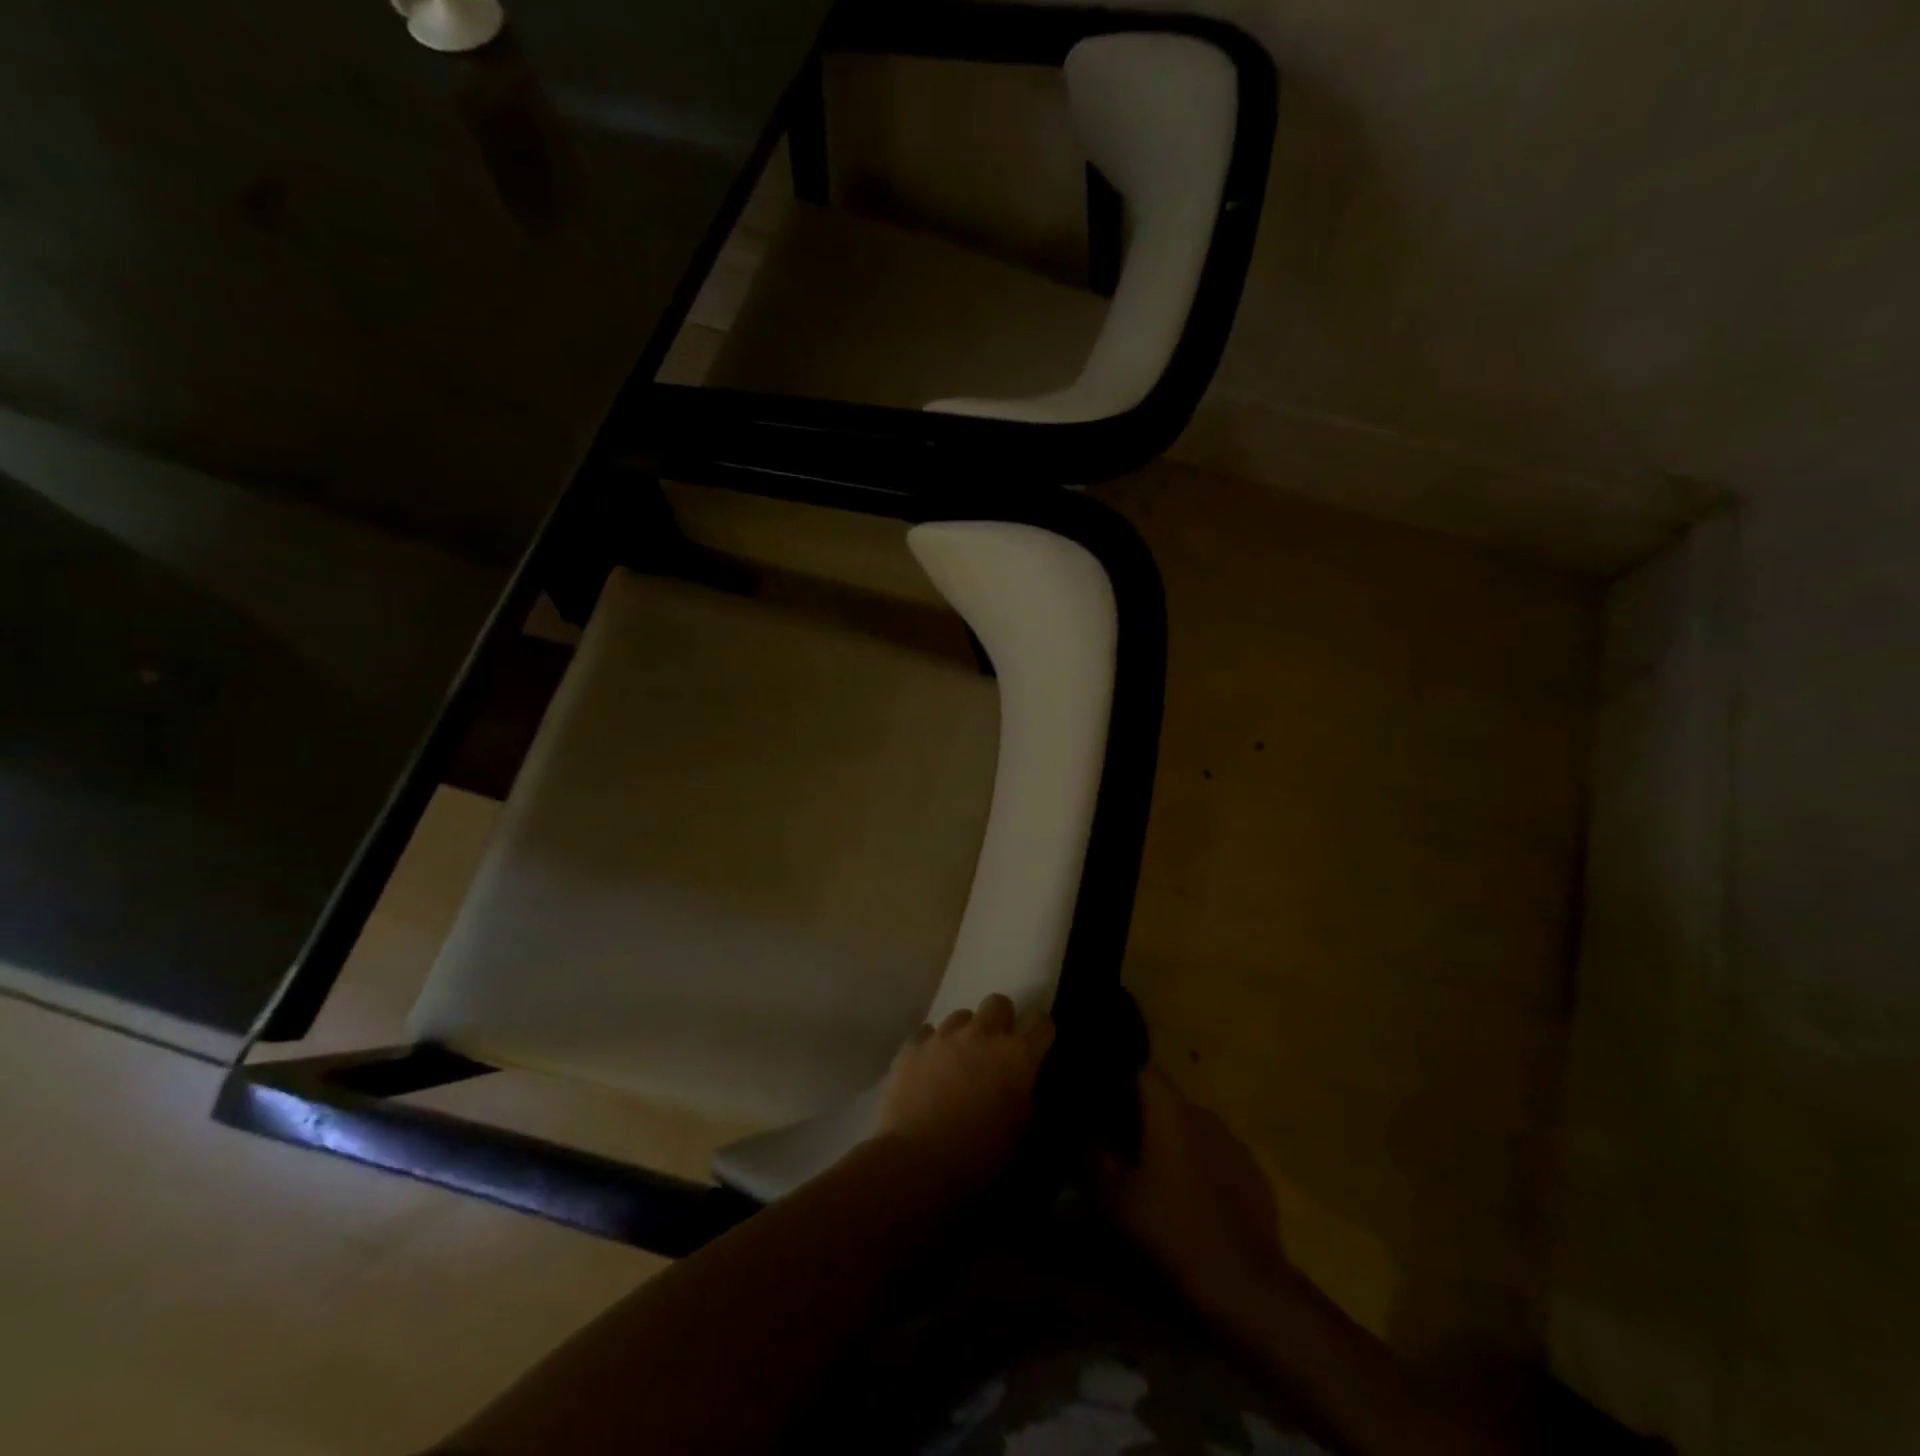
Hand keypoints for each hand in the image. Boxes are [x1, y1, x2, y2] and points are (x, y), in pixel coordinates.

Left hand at [875, 993, 1054, 1188]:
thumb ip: (1029, 1101)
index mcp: (1016, 1055)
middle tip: (996, 1049)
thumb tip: (1029, 1089)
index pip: (1041, 1022)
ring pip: (961, 1016)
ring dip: (966, 1033)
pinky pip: (927, 1033)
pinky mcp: (912, 1046)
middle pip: (998, 1002)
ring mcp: (943, 1036)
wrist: (916, 1163)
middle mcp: (981, 1034)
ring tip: (959, 1061)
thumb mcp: (1020, 1136)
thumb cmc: (978, 1156)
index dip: (1040, 1032)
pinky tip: (928, 1069)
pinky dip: (932, 1047)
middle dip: (1001, 1020)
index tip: (1037, 1046)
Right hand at [1098, 1066, 1295, 1313]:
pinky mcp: (1257, 1178)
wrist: (1244, 1287)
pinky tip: (1194, 1206)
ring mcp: (1236, 1145)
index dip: (1121, 1082)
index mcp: (1170, 1109)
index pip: (1143, 1070)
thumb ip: (1092, 1156)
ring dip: (1177, 1146)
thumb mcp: (1112, 1198)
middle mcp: (1205, 1114)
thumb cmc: (1170, 1230)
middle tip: (1125, 1151)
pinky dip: (1204, 1172)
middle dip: (1147, 1120)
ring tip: (1160, 1180)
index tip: (1105, 1107)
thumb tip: (1079, 1130)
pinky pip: (1220, 1161)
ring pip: (1195, 1132)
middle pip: (1168, 1102)